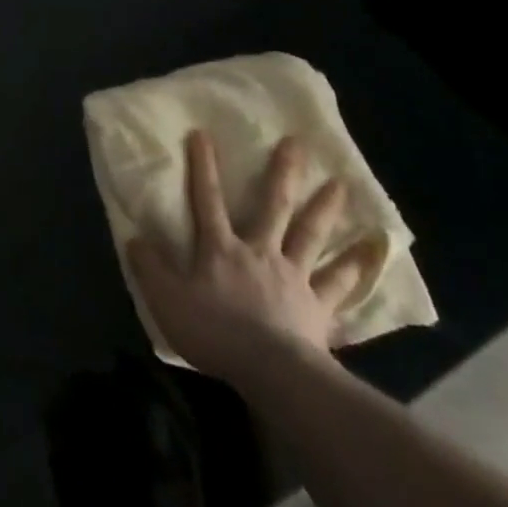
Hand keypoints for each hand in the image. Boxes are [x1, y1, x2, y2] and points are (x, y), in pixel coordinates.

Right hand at [127, 134, 383, 380]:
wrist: (272, 372)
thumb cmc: (215, 332)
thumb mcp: (166, 299)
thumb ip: (150, 267)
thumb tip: (134, 237)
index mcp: (221, 249)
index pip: (207, 200)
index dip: (204, 167)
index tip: (203, 133)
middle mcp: (260, 252)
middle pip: (273, 207)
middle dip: (283, 174)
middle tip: (297, 144)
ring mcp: (294, 278)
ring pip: (311, 236)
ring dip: (325, 209)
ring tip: (341, 184)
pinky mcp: (318, 308)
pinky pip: (340, 285)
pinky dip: (356, 268)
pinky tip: (373, 252)